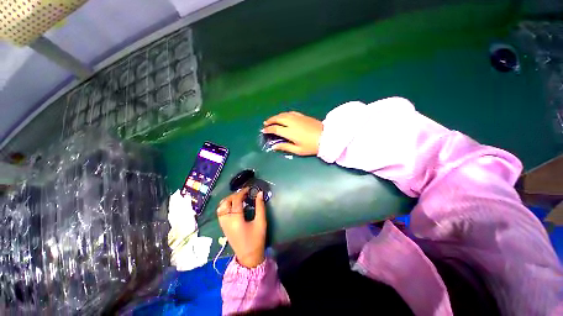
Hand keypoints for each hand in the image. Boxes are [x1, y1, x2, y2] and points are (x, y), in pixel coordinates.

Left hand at [217, 188, 266, 267]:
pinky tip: (233, 206)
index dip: (242, 192)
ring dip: (228, 200)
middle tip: (244, 193)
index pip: (236, 200)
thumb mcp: (261, 222)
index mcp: (236, 219)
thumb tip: (260, 193)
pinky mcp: (223, 227)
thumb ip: (260, 206)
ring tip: (238, 198)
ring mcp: (223, 224)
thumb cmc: (256, 239)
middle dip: (234, 195)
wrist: (249, 257)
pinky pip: (220, 213)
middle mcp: (226, 220)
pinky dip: (225, 206)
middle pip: (225, 202)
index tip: (249, 188)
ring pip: (220, 207)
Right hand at [262, 111, 322, 155]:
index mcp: (289, 132)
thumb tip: (274, 147)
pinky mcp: (302, 116)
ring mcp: (297, 118)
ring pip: (284, 114)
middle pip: (278, 119)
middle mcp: (292, 122)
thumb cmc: (311, 146)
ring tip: (272, 119)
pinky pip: (291, 113)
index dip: (268, 129)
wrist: (326, 137)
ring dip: (276, 116)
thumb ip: (285, 147)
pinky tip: (284, 116)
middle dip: (270, 120)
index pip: (275, 129)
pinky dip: (285, 114)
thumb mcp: (298, 150)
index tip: (264, 131)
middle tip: (266, 123)